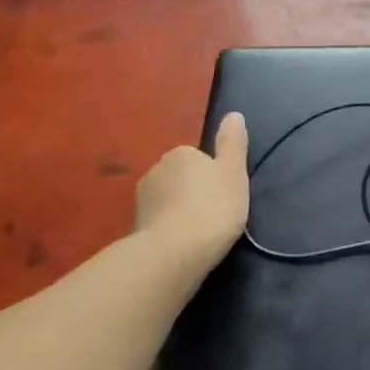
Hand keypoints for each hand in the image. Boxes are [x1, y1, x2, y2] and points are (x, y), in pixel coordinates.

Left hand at [132, 113, 250, 273]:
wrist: (173, 254)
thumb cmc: (212, 207)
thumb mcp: (234, 171)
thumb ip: (233, 143)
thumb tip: (233, 114)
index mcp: (181, 153)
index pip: (200, 158)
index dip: (214, 176)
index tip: (225, 195)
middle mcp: (156, 170)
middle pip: (182, 178)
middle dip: (194, 192)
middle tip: (215, 214)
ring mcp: (141, 200)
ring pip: (168, 200)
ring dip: (180, 211)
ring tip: (199, 233)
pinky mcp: (134, 228)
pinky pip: (159, 222)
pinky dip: (169, 229)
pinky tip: (182, 245)